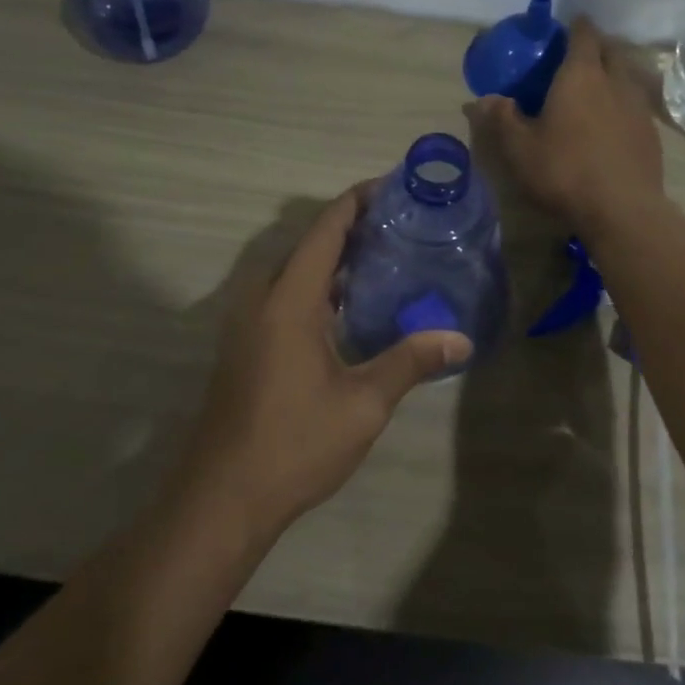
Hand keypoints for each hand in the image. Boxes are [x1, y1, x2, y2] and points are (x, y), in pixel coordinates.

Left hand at [183, 185, 471, 539]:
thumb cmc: (294, 443)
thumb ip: (411, 362)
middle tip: (402, 227)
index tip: (393, 186)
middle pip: (309, 245)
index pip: (326, 230)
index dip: (357, 201)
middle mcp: (262, 300)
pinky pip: (285, 297)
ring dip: (334, 260)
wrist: (223, 498)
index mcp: (289, 300)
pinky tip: (351, 309)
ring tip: (384, 259)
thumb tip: (461, 339)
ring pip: (295, 272)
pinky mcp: (246, 347)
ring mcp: (248, 324)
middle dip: (352, 228)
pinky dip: (319, 287)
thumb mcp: (363, 403)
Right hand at [467, 17, 665, 243]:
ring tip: (594, 91)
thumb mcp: (520, 148)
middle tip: (575, 60)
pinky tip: (611, 125)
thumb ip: (502, 119)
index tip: (565, 28)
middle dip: (595, 48)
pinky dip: (622, 105)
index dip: (575, 27)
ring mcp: (638, 106)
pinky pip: (635, 105)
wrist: (622, 209)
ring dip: (611, 76)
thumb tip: (482, 99)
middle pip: (609, 50)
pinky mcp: (651, 133)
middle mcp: (615, 81)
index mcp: (581, 75)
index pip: (583, 34)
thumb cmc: (564, 171)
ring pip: (626, 77)